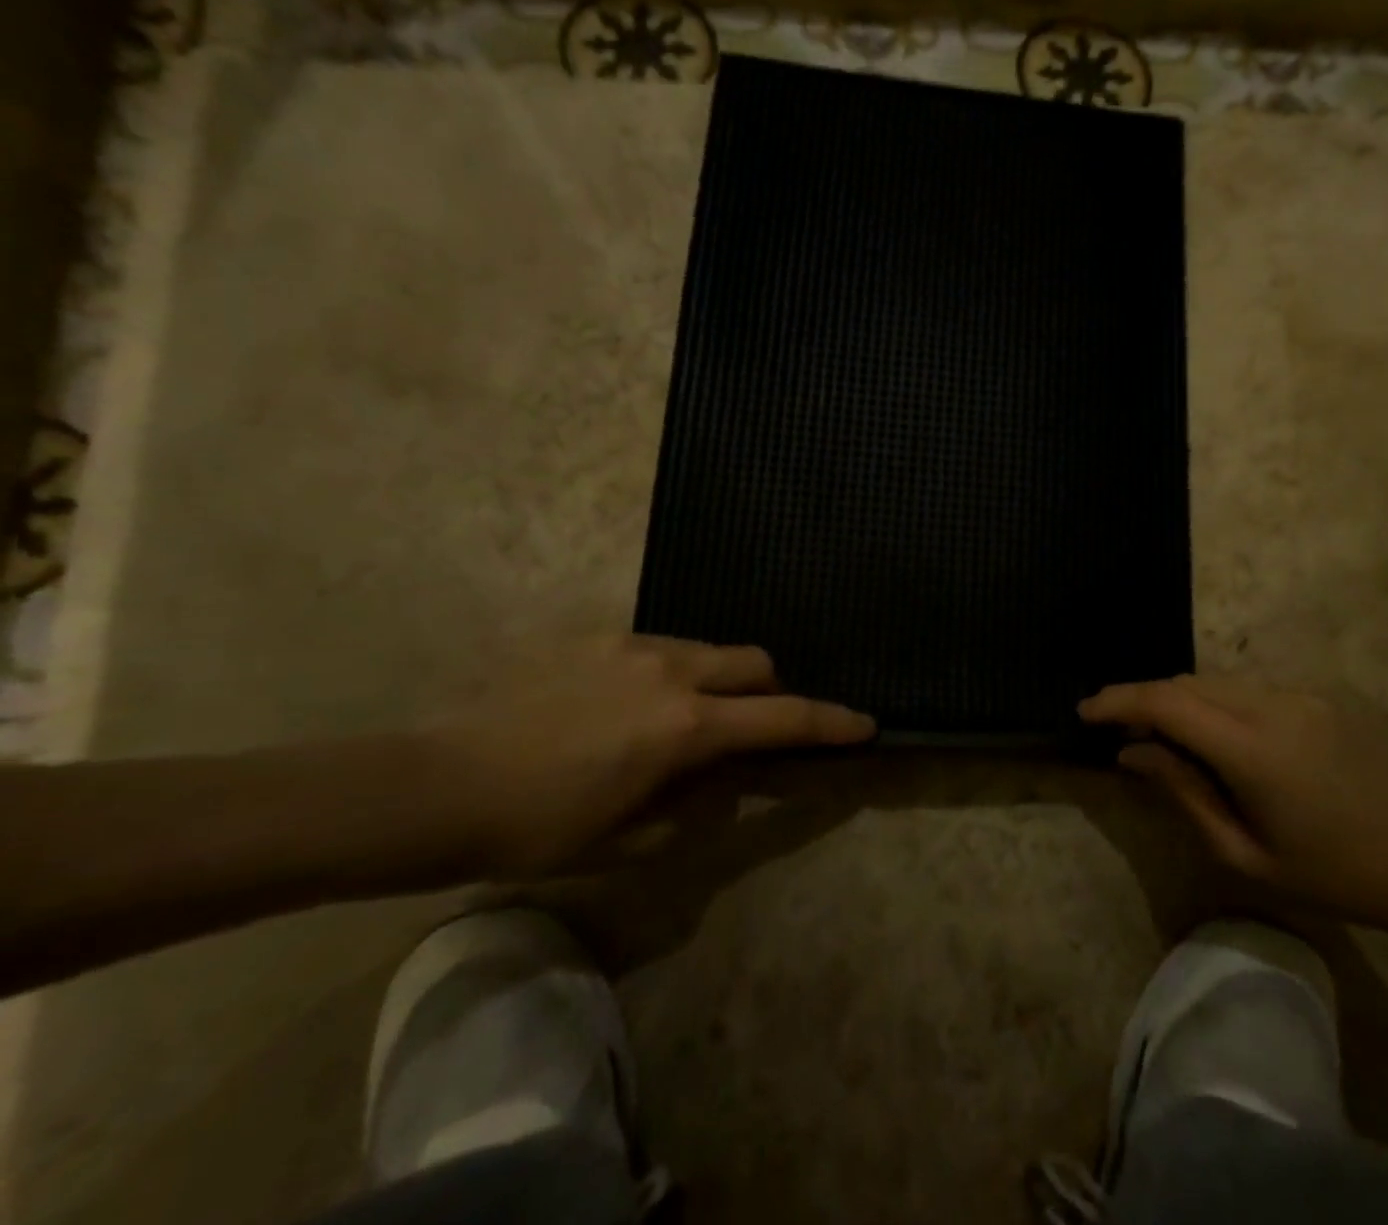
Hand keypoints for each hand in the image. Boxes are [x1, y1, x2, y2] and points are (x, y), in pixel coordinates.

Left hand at [434, 636, 874, 877]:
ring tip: (680, 722)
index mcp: (685, 726)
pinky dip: (672, 673)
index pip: (782, 718)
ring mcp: (632, 646)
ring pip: (708, 650)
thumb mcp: (626, 840)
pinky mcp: (594, 638)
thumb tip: (725, 787)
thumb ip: (693, 809)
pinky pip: (659, 647)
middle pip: (755, 661)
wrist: (432, 785)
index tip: (863, 725)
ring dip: (719, 680)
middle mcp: (671, 671)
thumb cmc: (535, 829)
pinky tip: (626, 706)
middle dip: (772, 690)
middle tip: (752, 730)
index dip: (829, 723)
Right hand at [1081, 675, 1387, 927]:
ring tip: (1169, 739)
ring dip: (1183, 702)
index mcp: (1252, 749)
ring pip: (1218, 682)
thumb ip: (1182, 792)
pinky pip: (1252, 690)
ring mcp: (1301, 694)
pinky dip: (1220, 705)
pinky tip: (1226, 741)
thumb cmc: (1335, 876)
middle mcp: (1273, 704)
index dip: (1118, 700)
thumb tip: (1130, 753)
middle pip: (1187, 683)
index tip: (1085, 711)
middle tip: (1121, 731)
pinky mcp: (1321, 695)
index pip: (1165, 702)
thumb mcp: (1245, 853)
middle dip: (1145, 700)